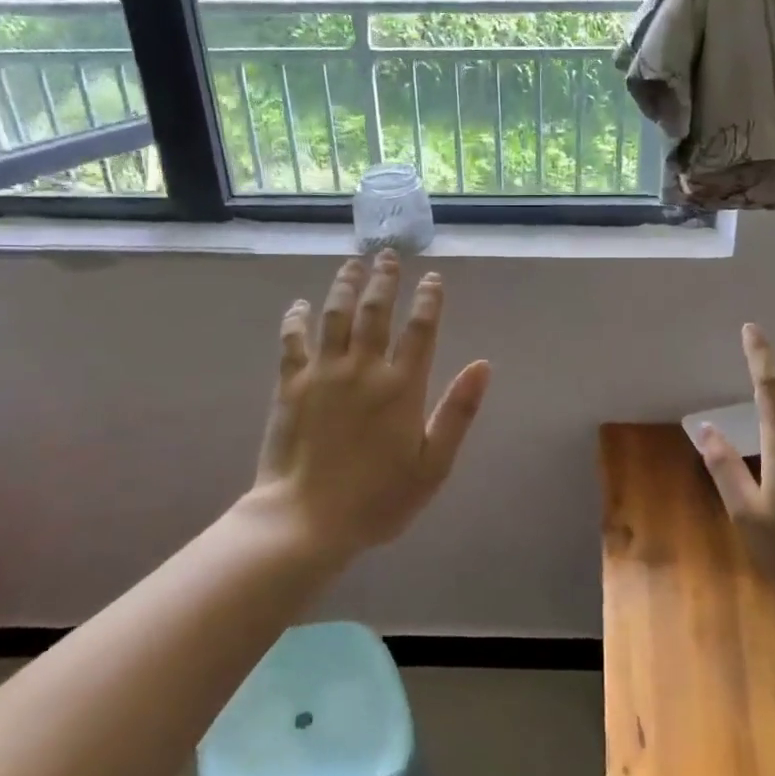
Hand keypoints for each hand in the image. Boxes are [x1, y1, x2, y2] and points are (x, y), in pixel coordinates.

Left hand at [244, 254, 490, 557]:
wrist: (306, 520)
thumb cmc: (378, 499)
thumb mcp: (433, 464)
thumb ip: (458, 412)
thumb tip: (483, 365)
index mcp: (402, 387)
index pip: (420, 330)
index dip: (429, 300)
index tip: (433, 278)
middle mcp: (363, 368)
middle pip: (376, 310)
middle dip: (385, 279)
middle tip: (388, 255)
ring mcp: (323, 373)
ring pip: (336, 315)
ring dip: (345, 285)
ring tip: (352, 263)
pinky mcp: (290, 385)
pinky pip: (293, 341)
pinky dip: (296, 319)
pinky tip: (299, 304)